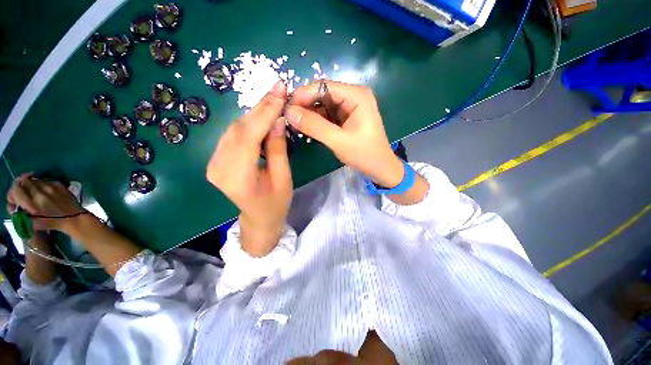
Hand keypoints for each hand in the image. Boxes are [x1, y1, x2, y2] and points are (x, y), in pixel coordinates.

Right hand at [6, 173, 83, 231]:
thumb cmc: (51, 223)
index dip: (13, 192)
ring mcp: (51, 187)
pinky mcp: (59, 184)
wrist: (73, 218)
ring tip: (34, 192)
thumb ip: (20, 212)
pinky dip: (42, 184)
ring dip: (31, 184)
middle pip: (24, 182)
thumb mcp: (31, 222)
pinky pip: (46, 180)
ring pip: (35, 180)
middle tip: (23, 193)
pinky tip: (44, 191)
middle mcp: (40, 193)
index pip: (16, 190)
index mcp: (32, 204)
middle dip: (21, 186)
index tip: (15, 198)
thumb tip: (14, 204)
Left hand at [206, 81, 291, 256]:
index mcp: (238, 177)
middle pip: (239, 128)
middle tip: (278, 89)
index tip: (280, 92)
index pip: (249, 136)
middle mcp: (219, 167)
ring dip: (255, 114)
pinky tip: (261, 117)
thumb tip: (278, 120)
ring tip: (273, 101)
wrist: (258, 219)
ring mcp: (213, 163)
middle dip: (260, 108)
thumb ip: (278, 149)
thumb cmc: (276, 204)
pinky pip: (232, 135)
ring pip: (234, 129)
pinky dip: (248, 124)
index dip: (265, 112)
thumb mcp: (284, 178)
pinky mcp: (216, 161)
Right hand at [285, 81, 403, 187]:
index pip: (323, 86)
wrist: (380, 168)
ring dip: (309, 113)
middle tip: (289, 118)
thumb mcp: (338, 141)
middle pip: (322, 93)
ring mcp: (350, 107)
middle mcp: (353, 96)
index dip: (303, 94)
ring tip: (295, 123)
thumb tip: (289, 112)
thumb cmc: (364, 154)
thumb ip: (314, 126)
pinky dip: (317, 120)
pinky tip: (306, 127)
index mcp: (356, 95)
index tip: (286, 108)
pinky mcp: (347, 118)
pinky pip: (327, 114)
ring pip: (323, 105)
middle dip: (305, 104)